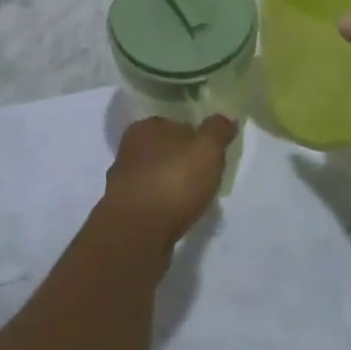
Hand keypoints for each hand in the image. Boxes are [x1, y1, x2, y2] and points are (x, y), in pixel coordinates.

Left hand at [104, 115, 234, 247]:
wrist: (137, 233)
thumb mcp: (206, 149)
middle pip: (162, 151)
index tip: (209, 151)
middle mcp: (129, 151)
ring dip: (171, 185)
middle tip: (204, 175)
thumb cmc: (173, 181)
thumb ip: (217, 131)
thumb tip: (227, 116)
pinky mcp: (124, 213)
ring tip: (194, 199)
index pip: (173, 123)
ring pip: (154, 177)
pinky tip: (177, 216)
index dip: (193, 135)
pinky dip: (163, 207)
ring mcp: (123, 184)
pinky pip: (150, 203)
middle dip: (180, 161)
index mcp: (145, 128)